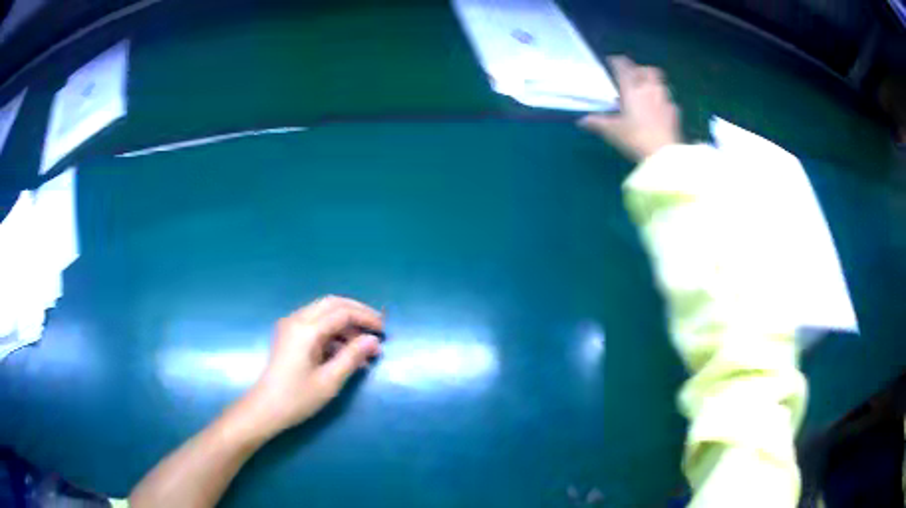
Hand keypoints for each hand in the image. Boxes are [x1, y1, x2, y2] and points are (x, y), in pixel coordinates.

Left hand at [246, 296, 383, 434]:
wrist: (266, 408)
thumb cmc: (298, 397)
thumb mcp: (330, 380)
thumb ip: (352, 356)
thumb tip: (373, 340)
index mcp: (306, 329)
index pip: (342, 312)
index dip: (365, 318)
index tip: (384, 331)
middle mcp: (297, 319)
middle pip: (332, 304)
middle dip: (356, 312)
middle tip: (376, 327)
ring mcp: (290, 326)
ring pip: (323, 312)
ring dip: (345, 324)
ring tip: (364, 347)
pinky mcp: (289, 336)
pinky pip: (315, 324)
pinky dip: (333, 332)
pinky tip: (346, 352)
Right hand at [579, 55, 681, 160]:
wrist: (663, 154)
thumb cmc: (635, 138)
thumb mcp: (612, 131)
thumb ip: (597, 123)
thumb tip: (582, 120)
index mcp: (632, 90)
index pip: (624, 68)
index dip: (617, 62)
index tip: (612, 60)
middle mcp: (649, 90)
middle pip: (647, 70)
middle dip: (639, 69)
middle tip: (633, 74)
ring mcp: (664, 100)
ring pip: (660, 82)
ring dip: (653, 82)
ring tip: (646, 89)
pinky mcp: (674, 113)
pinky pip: (668, 100)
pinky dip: (663, 101)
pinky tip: (659, 109)